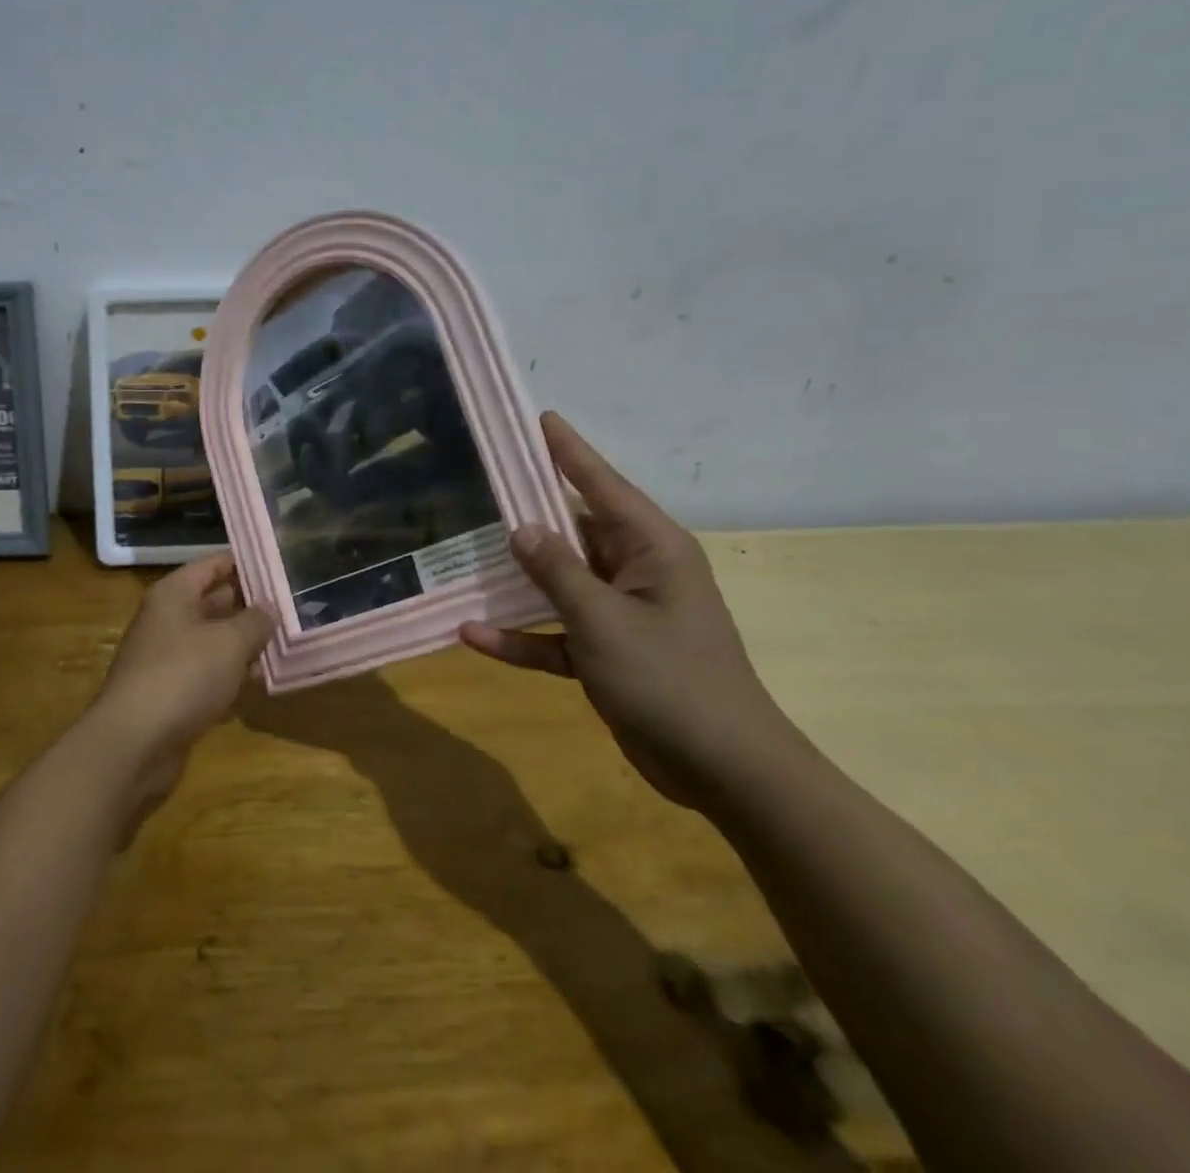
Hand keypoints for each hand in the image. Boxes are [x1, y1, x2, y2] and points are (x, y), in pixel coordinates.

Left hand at [87, 553, 274, 786]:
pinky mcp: (172, 695)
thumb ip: (255, 621)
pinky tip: (263, 683)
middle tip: (294, 606)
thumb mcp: (229, 642)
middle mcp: (168, 621)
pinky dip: (233, 677)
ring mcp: (168, 659)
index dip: (246, 563)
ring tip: (288, 645)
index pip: (213, 564)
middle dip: (252, 607)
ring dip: (246, 645)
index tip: (282, 565)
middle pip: (215, 603)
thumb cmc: (182, 676)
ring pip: (215, 642)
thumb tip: (269, 607)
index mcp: (174, 595)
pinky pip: (209, 676)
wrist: (133, 745)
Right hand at [460, 413, 808, 807]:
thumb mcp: (603, 620)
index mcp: (652, 548)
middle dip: (530, 516)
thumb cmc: (669, 679)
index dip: (568, 451)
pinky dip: (521, 635)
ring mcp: (621, 613)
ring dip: (518, 581)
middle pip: (574, 531)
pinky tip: (473, 635)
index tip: (540, 419)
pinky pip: (556, 632)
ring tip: (467, 558)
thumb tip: (522, 528)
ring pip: (560, 582)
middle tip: (482, 488)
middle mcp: (637, 571)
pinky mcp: (607, 652)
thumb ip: (558, 571)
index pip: (602, 484)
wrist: (722, 769)